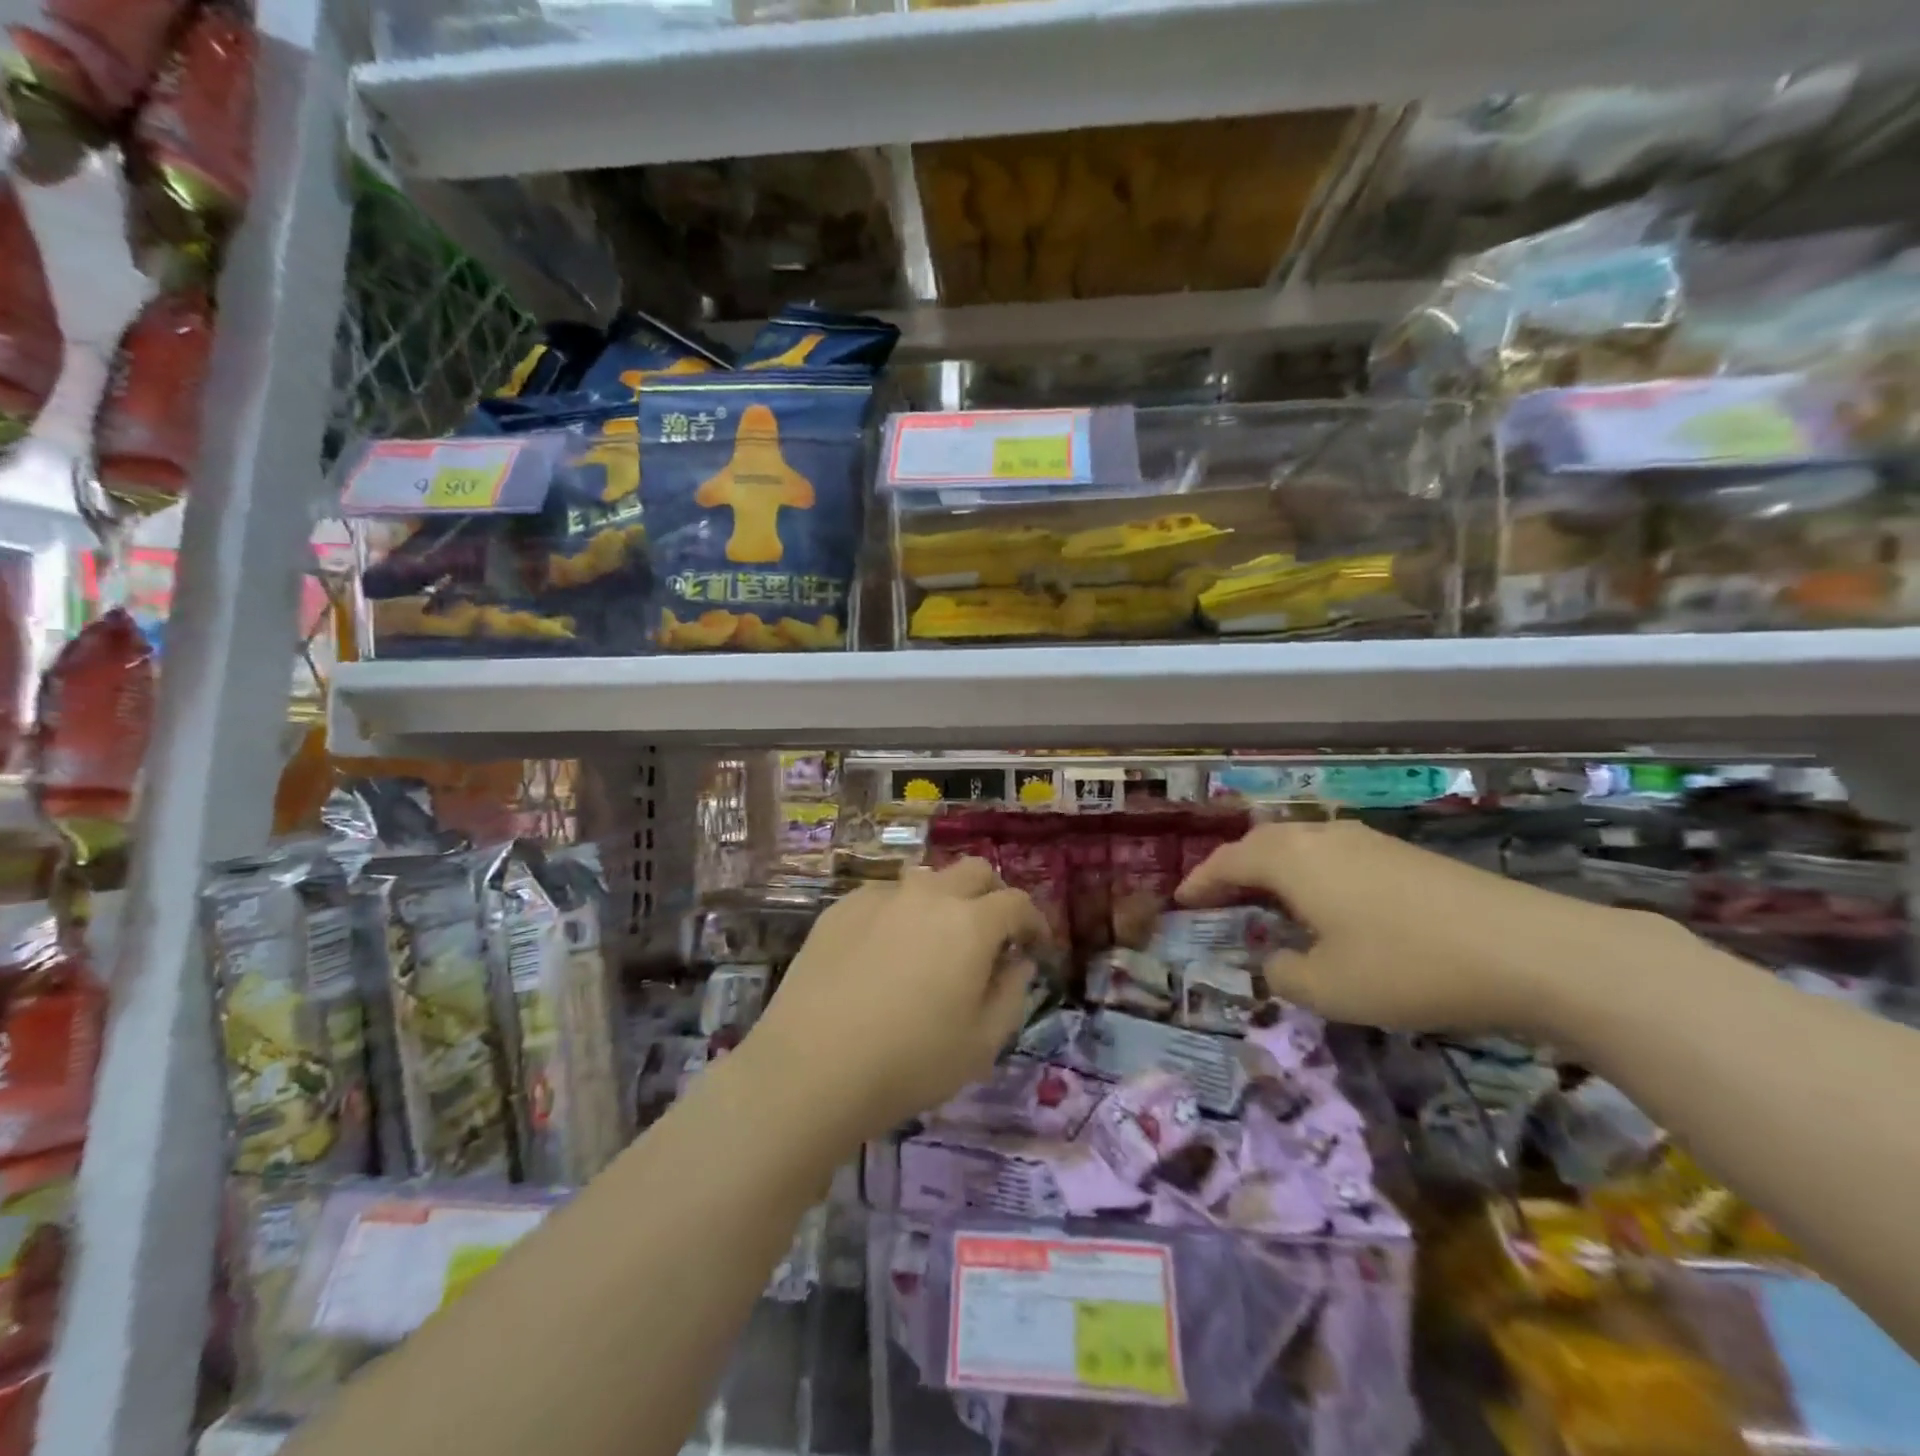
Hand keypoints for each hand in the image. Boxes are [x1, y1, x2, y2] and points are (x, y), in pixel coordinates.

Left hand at [746, 858, 1047, 1143]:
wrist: (811, 1068)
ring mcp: (880, 896)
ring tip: (936, 941)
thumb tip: (1017, 961)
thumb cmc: (909, 1063)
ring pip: (927, 879)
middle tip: (992, 933)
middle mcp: (928, 895)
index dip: (1034, 922)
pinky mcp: (841, 908)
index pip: (1017, 903)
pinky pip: (885, 897)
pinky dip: (901, 913)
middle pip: (974, 871)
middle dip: (993, 895)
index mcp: (971, 923)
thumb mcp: (982, 1044)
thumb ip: (1012, 993)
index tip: (1034, 946)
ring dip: (945, 900)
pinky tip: (886, 952)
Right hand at [1178, 819, 1631, 1035]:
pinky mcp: (1404, 855)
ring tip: (1268, 900)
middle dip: (1234, 868)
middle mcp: (1323, 837)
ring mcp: (1367, 841)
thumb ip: (1284, 973)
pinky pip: (1334, 855)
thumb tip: (1276, 959)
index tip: (1180, 899)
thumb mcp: (1328, 988)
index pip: (1228, 861)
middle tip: (1219, 897)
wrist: (1529, 949)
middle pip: (1262, 843)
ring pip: (1301, 845)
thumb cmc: (1407, 967)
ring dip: (1275, 869)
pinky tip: (1329, 905)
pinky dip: (1311, 874)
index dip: (1201, 880)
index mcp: (1292, 860)